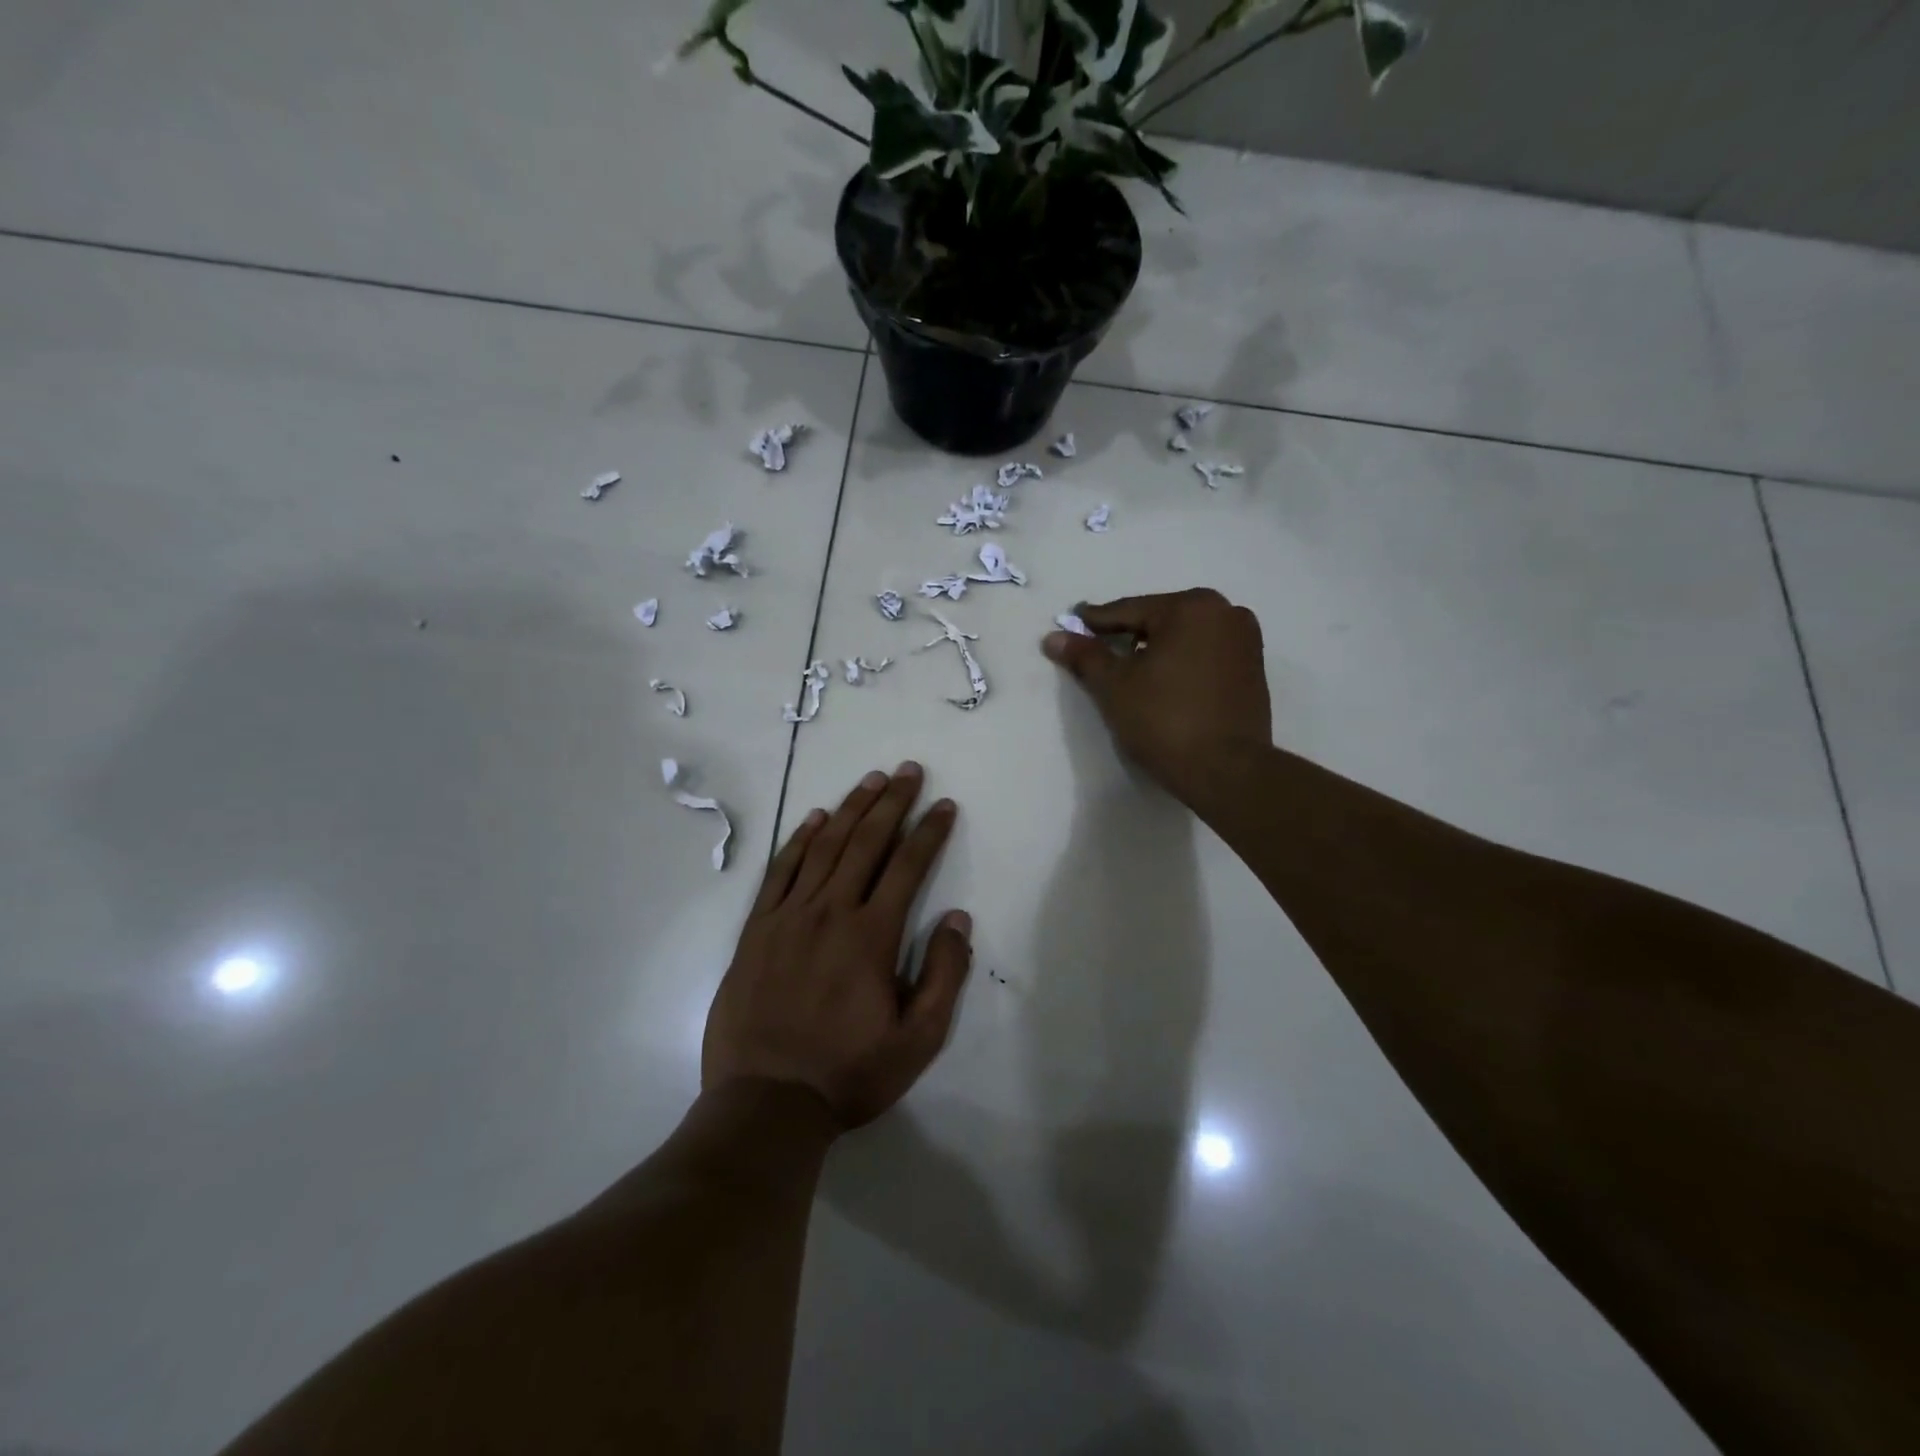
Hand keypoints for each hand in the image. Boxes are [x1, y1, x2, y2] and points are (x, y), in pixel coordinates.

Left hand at [702, 763, 970, 1130]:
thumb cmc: (848, 1073)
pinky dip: (799, 840)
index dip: (929, 831)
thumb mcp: (917, 1041)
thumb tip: (958, 919)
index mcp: (871, 936)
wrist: (765, 1102)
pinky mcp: (756, 929)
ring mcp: (788, 917)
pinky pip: (780, 871)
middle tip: (908, 770)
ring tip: (870, 780)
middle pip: (866, 843)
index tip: (944, 805)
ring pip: (824, 847)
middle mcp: (831, 912)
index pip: (908, 866)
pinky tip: (815, 819)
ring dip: (850, 809)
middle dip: (892, 802)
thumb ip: (943, 976)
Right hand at [1043, 589, 1271, 803]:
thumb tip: (1054, 637)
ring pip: (1185, 637)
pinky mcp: (1254, 670)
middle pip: (1160, 620)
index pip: (1129, 611)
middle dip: (1128, 634)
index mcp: (1191, 607)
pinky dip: (1181, 662)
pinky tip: (1162, 682)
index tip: (1072, 622)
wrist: (1226, 771)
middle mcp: (1225, 613)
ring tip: (1128, 667)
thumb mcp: (1114, 686)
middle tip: (1098, 646)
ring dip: (1156, 648)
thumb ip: (1085, 656)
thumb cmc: (1164, 720)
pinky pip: (1205, 655)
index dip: (1095, 621)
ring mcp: (1245, 641)